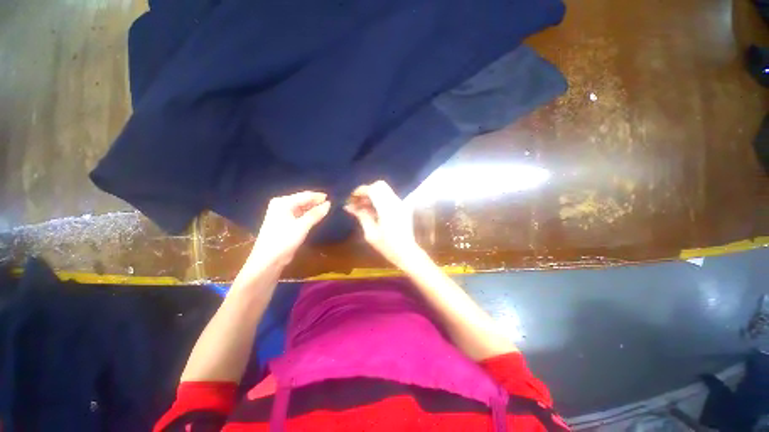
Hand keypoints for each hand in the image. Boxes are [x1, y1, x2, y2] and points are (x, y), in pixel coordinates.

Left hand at [248, 191, 329, 266]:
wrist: (268, 260)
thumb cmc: (284, 240)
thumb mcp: (302, 226)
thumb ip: (315, 214)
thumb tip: (329, 204)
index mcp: (283, 202)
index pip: (304, 195)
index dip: (318, 196)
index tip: (332, 197)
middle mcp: (281, 205)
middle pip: (303, 200)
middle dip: (316, 202)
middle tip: (331, 204)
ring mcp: (282, 214)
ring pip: (302, 207)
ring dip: (313, 208)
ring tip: (327, 209)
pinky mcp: (285, 222)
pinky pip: (299, 214)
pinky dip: (308, 215)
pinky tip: (317, 216)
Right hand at [345, 180, 422, 267]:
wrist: (407, 253)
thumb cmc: (387, 246)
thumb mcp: (371, 233)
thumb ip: (361, 216)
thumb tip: (349, 206)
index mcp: (387, 209)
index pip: (373, 189)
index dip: (360, 191)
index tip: (352, 198)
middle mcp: (396, 202)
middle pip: (379, 185)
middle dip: (366, 191)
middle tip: (357, 201)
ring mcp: (401, 204)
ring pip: (384, 190)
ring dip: (372, 195)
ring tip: (362, 206)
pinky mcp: (402, 207)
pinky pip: (388, 197)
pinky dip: (379, 199)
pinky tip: (371, 210)